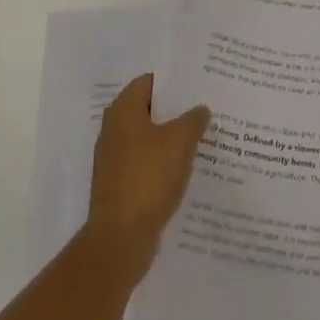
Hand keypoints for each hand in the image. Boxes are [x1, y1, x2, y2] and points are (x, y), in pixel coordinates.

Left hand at [86, 75, 209, 274]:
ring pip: (148, 139)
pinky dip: (164, 164)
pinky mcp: (120, 186)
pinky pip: (146, 164)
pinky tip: (186, 170)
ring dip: (171, 139)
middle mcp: (114, 130)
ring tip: (202, 138)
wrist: (120, 238)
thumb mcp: (180, 141)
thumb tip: (200, 109)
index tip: (197, 84)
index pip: (148, 82)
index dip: (173, 82)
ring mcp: (114, 160)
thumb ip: (193, 119)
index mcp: (123, 111)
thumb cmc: (149, 177)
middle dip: (175, 111)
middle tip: (205, 109)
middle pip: (148, 110)